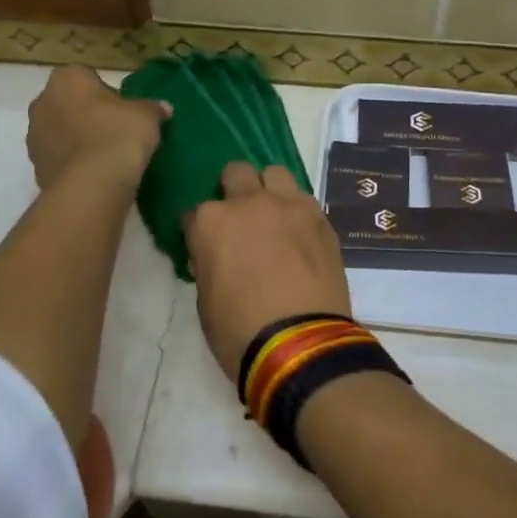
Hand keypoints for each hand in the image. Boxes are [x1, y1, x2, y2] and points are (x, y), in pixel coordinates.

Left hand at [26, 66, 167, 190]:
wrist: (92, 186)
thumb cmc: (118, 135)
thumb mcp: (147, 116)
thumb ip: (153, 108)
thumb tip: (162, 108)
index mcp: (67, 79)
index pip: (88, 77)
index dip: (107, 94)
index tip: (124, 111)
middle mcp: (42, 102)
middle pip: (70, 104)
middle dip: (89, 115)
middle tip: (117, 132)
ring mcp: (34, 137)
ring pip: (61, 132)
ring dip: (78, 140)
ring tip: (107, 157)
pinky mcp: (36, 168)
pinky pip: (60, 159)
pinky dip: (74, 164)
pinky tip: (96, 175)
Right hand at [183, 162, 351, 381]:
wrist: (300, 344)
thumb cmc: (239, 330)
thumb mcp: (205, 301)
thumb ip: (207, 265)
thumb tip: (213, 256)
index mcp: (212, 222)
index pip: (194, 212)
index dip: (199, 230)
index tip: (205, 246)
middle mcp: (250, 203)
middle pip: (236, 173)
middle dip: (233, 189)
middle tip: (239, 219)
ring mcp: (290, 206)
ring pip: (275, 173)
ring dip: (269, 190)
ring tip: (273, 217)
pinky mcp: (321, 219)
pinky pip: (304, 199)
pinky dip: (297, 210)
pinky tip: (299, 234)